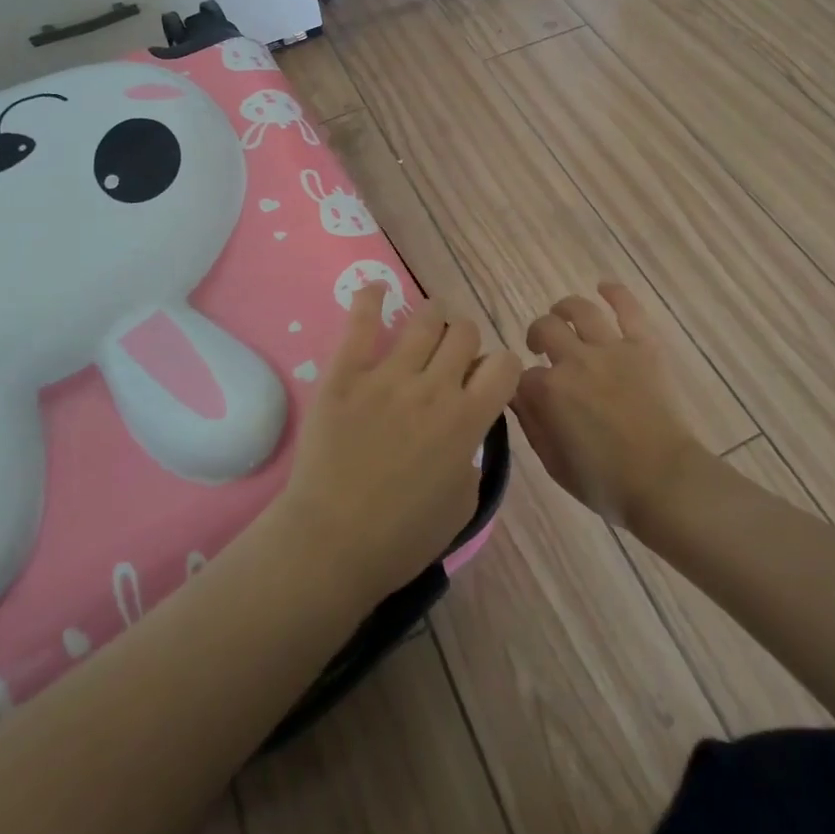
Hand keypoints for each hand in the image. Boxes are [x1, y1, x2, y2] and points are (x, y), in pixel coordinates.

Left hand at [277, 285, 519, 608]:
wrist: (329, 545)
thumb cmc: (400, 539)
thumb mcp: (462, 507)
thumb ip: (473, 458)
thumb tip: (466, 432)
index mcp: (467, 421)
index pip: (504, 365)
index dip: (501, 367)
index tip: (487, 379)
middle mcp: (434, 388)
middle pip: (465, 333)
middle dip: (465, 340)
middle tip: (451, 355)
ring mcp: (388, 376)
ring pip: (424, 320)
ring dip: (433, 316)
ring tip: (428, 322)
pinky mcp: (346, 374)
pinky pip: (361, 322)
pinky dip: (371, 298)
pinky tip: (376, 288)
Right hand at [513, 282, 708, 527]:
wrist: (665, 482)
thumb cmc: (606, 483)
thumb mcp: (554, 464)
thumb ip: (531, 425)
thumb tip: (515, 397)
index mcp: (549, 391)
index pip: (521, 375)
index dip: (520, 382)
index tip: (525, 391)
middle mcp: (575, 360)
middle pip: (545, 329)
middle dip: (537, 336)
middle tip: (540, 347)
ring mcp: (611, 349)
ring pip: (580, 310)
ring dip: (564, 308)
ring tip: (561, 314)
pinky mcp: (644, 346)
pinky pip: (628, 309)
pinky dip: (615, 293)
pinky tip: (604, 286)